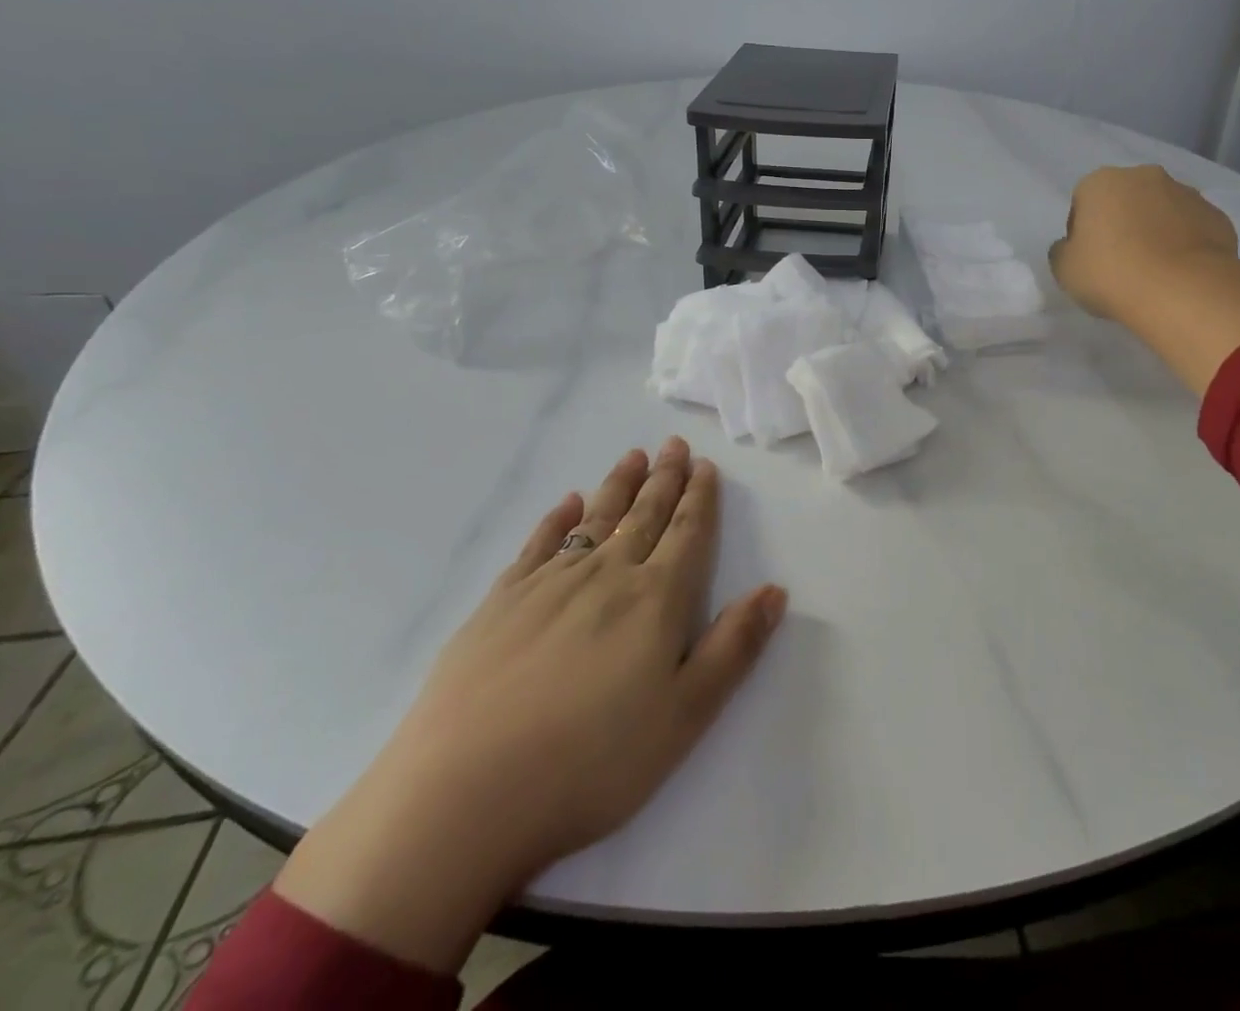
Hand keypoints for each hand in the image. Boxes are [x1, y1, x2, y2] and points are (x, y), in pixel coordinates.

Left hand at [274, 438, 785, 973]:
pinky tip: (567, 502)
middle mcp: (606, 575)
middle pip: (644, 515)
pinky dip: (558, 517)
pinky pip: (539, 543)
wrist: (464, 795)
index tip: (705, 466)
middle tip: (674, 444)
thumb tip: (775, 590)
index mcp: (655, 600)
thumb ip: (734, 647)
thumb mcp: (685, 716)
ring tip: (633, 456)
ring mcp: (548, 584)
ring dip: (619, 485)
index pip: (687, 533)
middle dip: (664, 478)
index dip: (700, 498)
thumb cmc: (592, 762)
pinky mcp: (500, 602)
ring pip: (596, 518)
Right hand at [1049, 164, 1238, 320]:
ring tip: (1154, 272)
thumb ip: (1063, 251)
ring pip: (1161, 211)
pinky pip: (1192, 229)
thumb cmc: (1111, 274)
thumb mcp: (1064, 269)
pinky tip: (1180, 274)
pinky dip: (1184, 245)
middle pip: (1125, 200)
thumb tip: (1072, 247)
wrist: (1183, 290)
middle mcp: (1145, 177)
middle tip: (1120, 264)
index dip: (1082, 232)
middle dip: (1122, 224)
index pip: (1083, 202)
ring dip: (1155, 231)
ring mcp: (1186, 194)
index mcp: (1102, 182)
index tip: (1088, 260)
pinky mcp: (1217, 217)